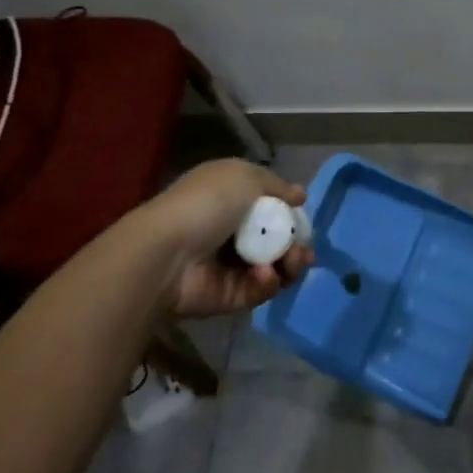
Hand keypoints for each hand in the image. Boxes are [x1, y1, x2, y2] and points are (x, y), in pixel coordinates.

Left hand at [148, 160, 314, 318]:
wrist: (169, 252)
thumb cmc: (208, 204)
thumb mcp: (244, 177)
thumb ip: (277, 186)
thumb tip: (300, 196)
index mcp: (231, 198)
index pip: (270, 207)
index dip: (290, 213)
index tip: (303, 218)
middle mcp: (232, 231)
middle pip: (277, 239)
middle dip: (297, 244)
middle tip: (304, 251)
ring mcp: (231, 265)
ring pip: (275, 267)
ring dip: (290, 264)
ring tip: (293, 262)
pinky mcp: (230, 295)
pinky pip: (259, 289)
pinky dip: (267, 282)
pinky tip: (264, 274)